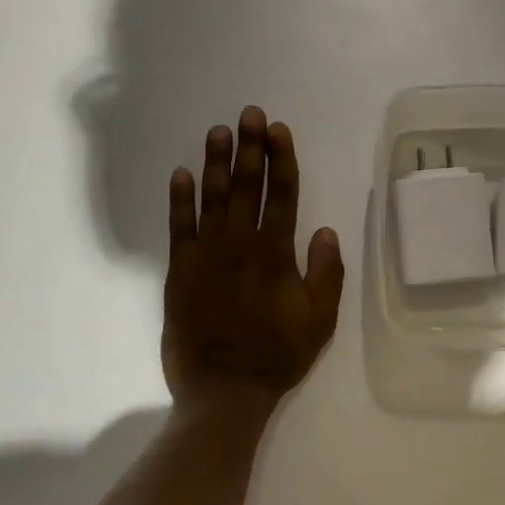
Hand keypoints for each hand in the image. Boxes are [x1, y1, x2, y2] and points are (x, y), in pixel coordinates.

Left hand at [162, 106, 344, 416]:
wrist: (224, 391)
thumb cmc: (278, 355)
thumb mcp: (320, 319)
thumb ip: (326, 272)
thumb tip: (325, 229)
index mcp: (276, 253)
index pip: (282, 194)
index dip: (281, 159)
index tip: (278, 130)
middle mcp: (240, 245)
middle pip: (247, 186)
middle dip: (249, 147)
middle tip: (249, 114)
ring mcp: (206, 256)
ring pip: (212, 198)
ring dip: (216, 162)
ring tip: (219, 131)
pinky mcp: (179, 272)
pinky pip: (178, 228)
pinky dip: (179, 200)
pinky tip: (181, 174)